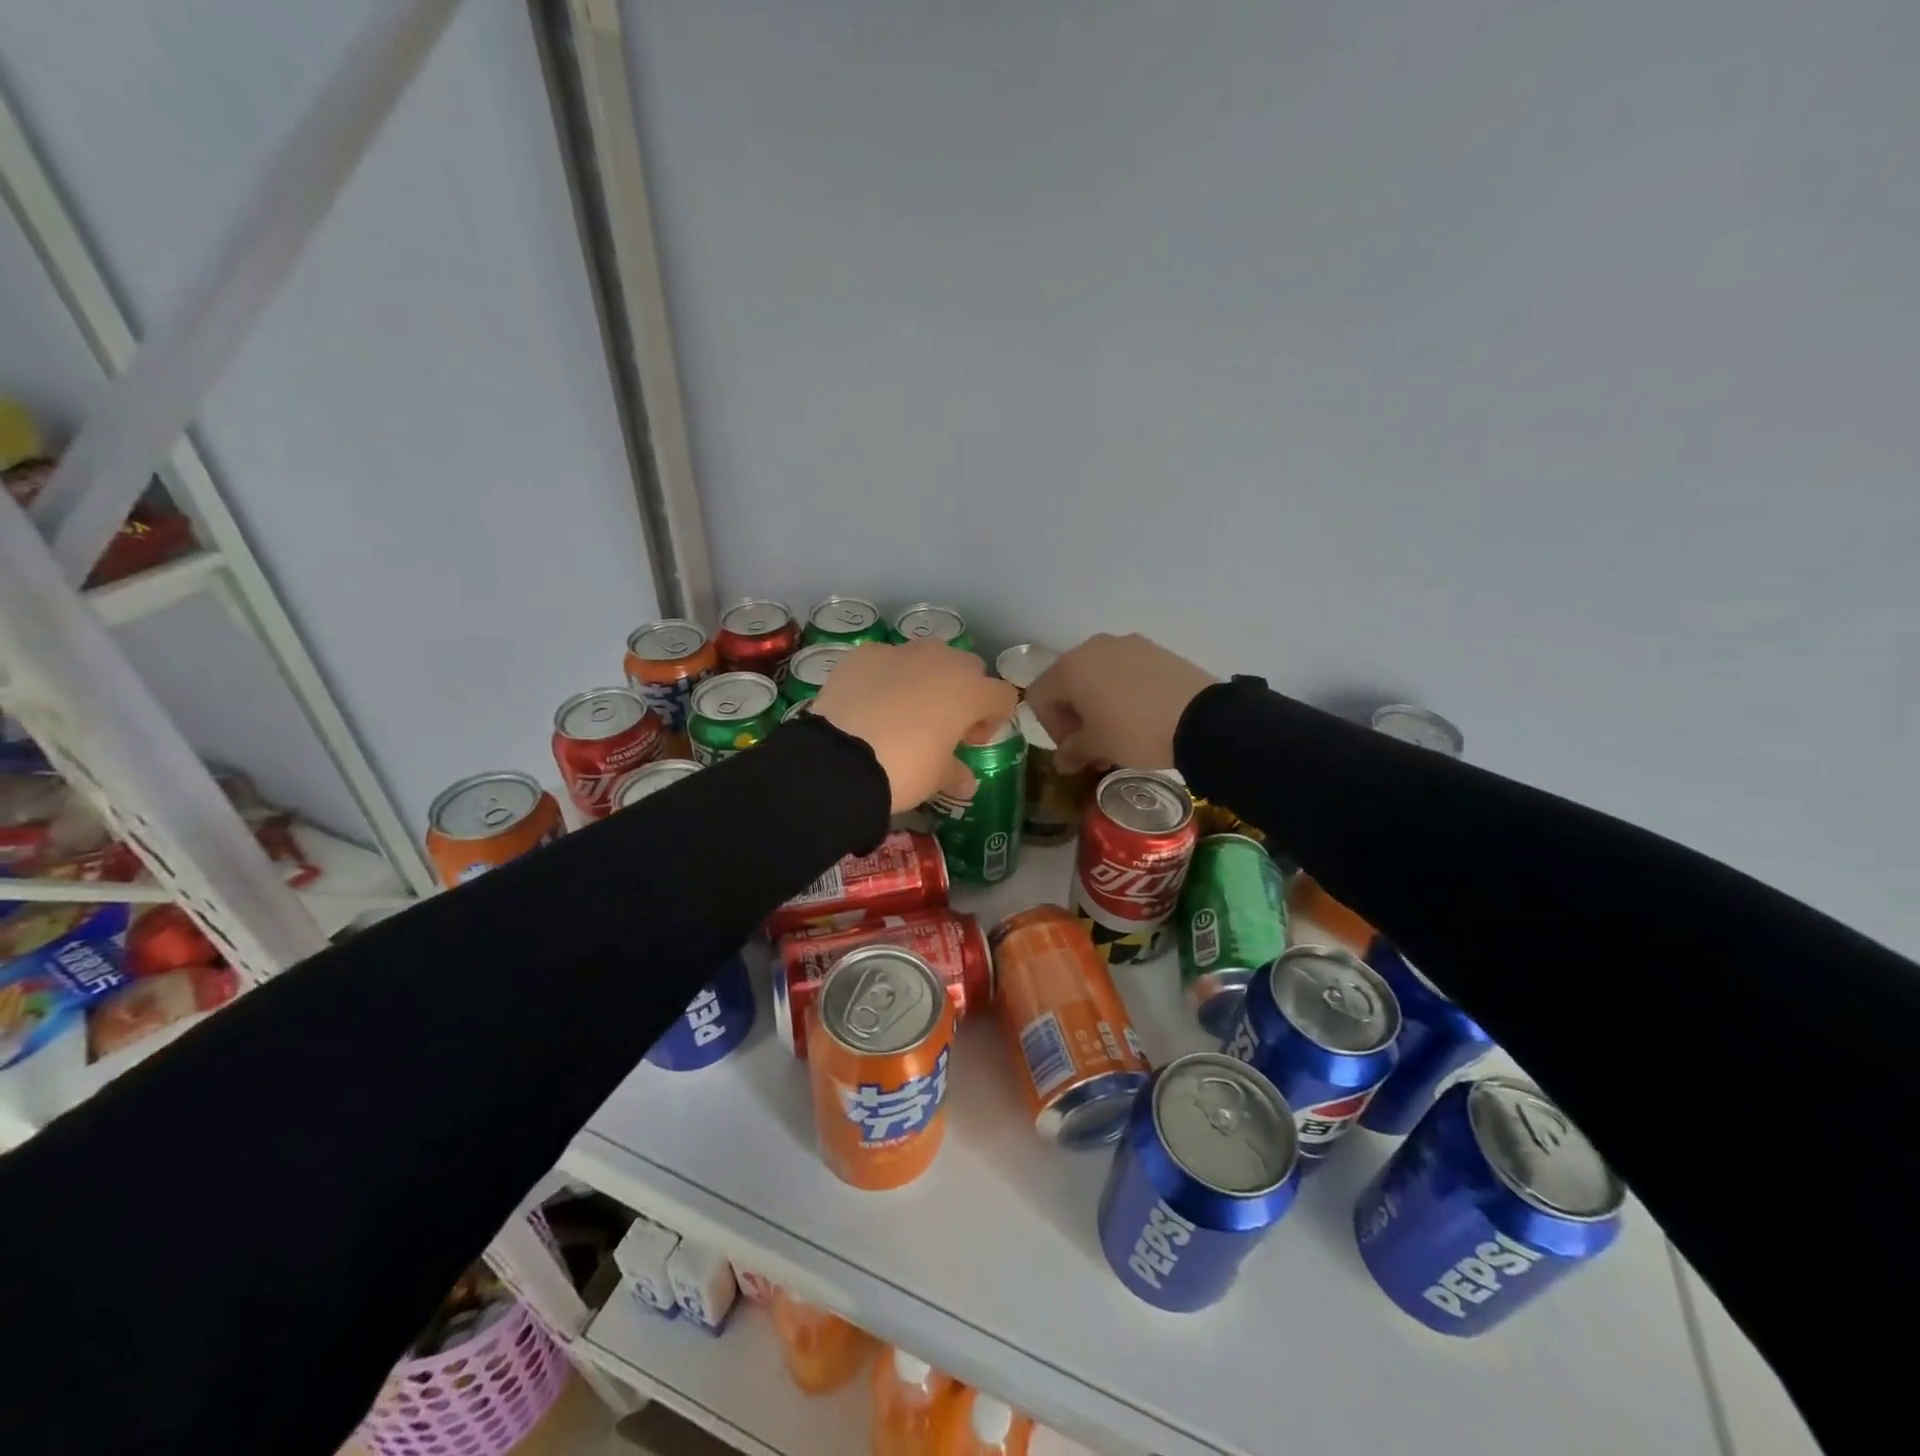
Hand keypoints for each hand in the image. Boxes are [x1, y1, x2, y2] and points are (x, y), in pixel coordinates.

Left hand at [812, 641, 1018, 812]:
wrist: (841, 759)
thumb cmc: (904, 769)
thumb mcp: (936, 778)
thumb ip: (956, 773)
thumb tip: (966, 782)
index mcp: (970, 691)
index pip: (1002, 696)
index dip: (993, 719)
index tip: (970, 741)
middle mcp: (941, 661)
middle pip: (968, 668)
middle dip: (962, 692)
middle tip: (942, 724)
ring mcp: (901, 652)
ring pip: (927, 657)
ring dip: (926, 678)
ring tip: (904, 710)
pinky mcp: (865, 654)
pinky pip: (886, 660)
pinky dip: (886, 676)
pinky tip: (870, 703)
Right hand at [1026, 633, 1218, 772]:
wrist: (1202, 718)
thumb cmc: (1134, 731)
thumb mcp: (1098, 746)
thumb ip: (1073, 751)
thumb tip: (1063, 761)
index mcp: (1069, 667)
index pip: (1040, 697)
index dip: (1051, 728)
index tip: (1073, 751)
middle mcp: (1093, 648)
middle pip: (1068, 683)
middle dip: (1074, 717)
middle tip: (1092, 746)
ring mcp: (1126, 645)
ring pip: (1098, 676)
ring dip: (1098, 705)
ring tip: (1117, 734)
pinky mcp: (1155, 650)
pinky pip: (1125, 671)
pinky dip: (1122, 693)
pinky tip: (1140, 717)